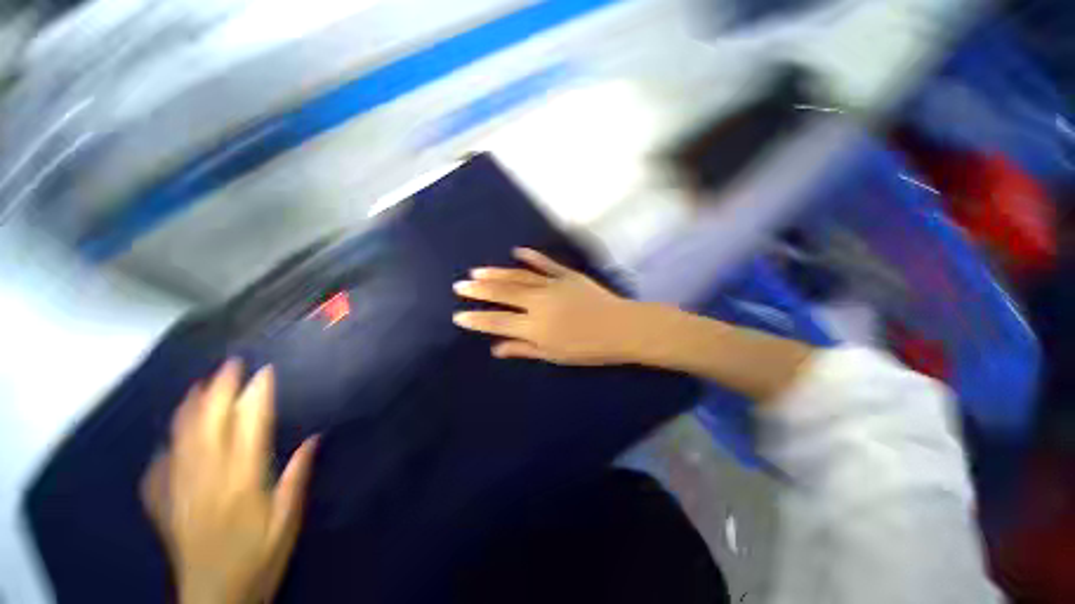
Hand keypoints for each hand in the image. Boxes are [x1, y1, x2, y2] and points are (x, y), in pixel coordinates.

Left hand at [141, 360, 318, 603]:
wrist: (215, 601)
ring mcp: (180, 492)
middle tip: (229, 365)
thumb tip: (313, 439)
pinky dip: (165, 447)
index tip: (264, 372)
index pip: (250, 428)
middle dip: (219, 392)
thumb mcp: (287, 523)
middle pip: (210, 426)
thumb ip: (296, 479)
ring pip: (181, 441)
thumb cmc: (258, 560)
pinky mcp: (164, 506)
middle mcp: (207, 480)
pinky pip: (159, 469)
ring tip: (198, 386)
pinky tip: (168, 439)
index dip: (256, 397)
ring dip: (190, 410)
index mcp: (241, 483)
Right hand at [452, 247, 645, 364]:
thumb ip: (524, 349)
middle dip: (479, 291)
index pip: (497, 322)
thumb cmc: (588, 348)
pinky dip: (531, 257)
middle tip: (460, 285)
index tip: (459, 316)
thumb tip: (496, 348)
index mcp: (535, 327)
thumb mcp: (554, 355)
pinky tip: (517, 251)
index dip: (477, 320)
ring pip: (518, 277)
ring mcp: (553, 285)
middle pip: (503, 295)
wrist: (621, 328)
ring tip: (477, 271)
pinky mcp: (567, 275)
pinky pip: (545, 264)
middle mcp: (538, 303)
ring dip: (496, 273)